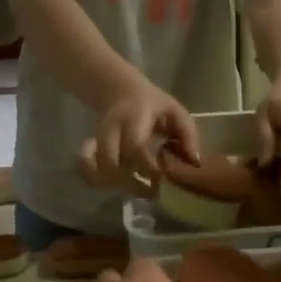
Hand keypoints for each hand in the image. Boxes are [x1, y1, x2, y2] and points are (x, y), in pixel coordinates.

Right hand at [76, 81, 200, 191]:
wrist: (117, 90)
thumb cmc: (151, 104)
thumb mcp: (174, 110)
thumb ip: (187, 134)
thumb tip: (194, 162)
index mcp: (134, 117)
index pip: (135, 148)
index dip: (148, 168)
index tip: (163, 180)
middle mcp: (111, 129)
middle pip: (111, 164)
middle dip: (131, 184)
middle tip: (151, 191)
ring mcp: (97, 139)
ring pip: (98, 171)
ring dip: (116, 185)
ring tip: (137, 189)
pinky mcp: (89, 147)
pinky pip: (85, 170)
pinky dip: (95, 180)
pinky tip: (112, 184)